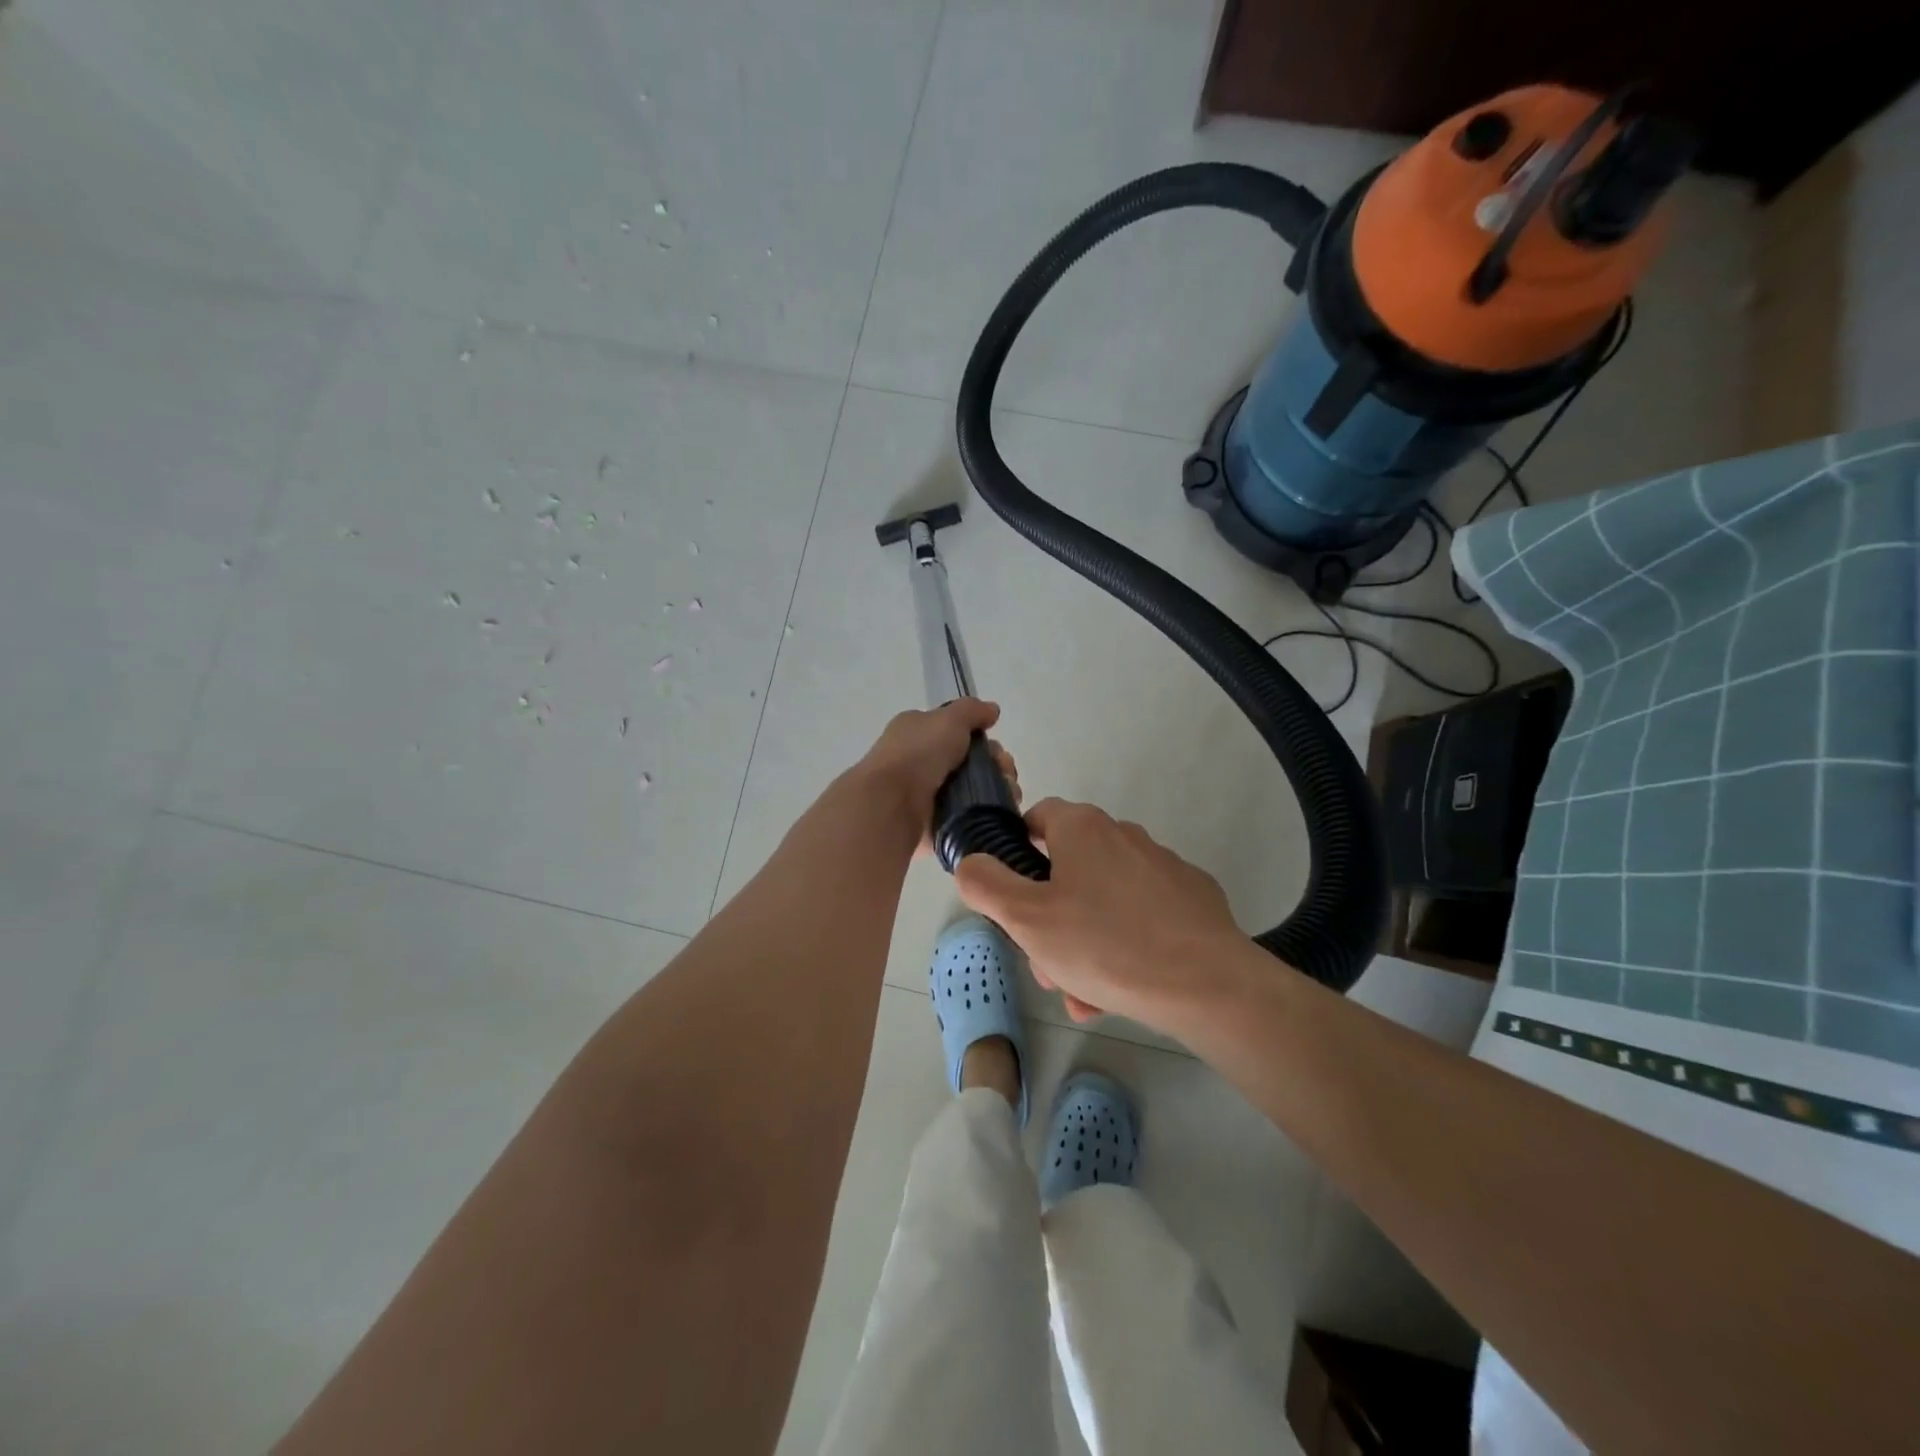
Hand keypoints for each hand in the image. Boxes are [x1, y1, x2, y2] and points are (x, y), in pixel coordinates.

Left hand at [852, 699, 1020, 850]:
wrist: (891, 804)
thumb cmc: (918, 754)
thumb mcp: (948, 719)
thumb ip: (972, 711)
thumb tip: (992, 710)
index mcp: (918, 732)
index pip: (958, 732)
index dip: (983, 739)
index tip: (997, 749)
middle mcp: (922, 761)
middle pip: (972, 762)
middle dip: (997, 766)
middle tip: (1005, 774)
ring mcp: (929, 794)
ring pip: (975, 790)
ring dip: (997, 790)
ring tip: (1008, 796)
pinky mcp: (936, 823)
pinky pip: (968, 816)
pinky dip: (986, 814)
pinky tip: (997, 813)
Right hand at [954, 798, 1243, 1029]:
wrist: (1207, 985)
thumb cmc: (1104, 944)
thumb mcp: (1026, 918)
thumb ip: (987, 883)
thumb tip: (972, 861)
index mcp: (1082, 828)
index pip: (1037, 817)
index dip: (1016, 854)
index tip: (1013, 899)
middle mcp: (1123, 834)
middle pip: (1069, 868)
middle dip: (1050, 918)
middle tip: (1048, 966)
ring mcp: (1163, 865)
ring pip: (1103, 901)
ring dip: (1084, 942)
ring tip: (1084, 994)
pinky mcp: (1192, 897)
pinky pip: (1142, 917)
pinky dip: (1125, 945)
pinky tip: (1125, 988)